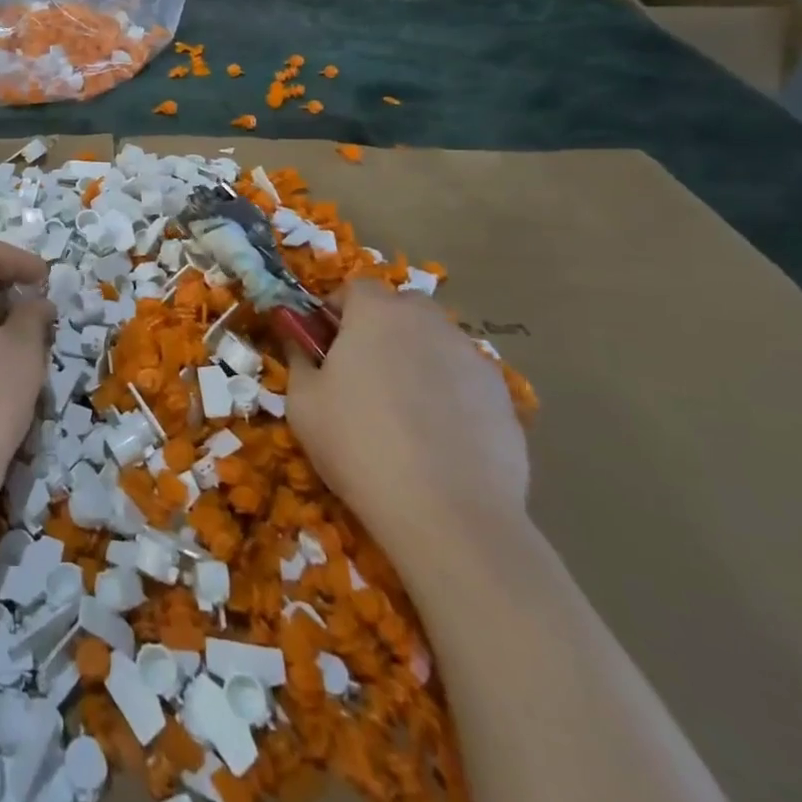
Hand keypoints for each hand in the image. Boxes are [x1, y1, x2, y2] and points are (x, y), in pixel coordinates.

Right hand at [288, 279, 528, 559]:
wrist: (448, 514)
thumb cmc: (358, 445)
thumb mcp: (303, 402)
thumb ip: (299, 358)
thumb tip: (298, 339)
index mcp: (378, 314)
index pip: (355, 287)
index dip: (337, 310)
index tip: (324, 343)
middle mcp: (429, 323)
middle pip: (401, 309)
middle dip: (380, 329)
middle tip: (361, 373)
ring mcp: (473, 358)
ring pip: (436, 343)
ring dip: (416, 360)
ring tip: (402, 411)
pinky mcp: (504, 398)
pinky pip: (464, 380)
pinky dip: (449, 394)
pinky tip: (438, 438)